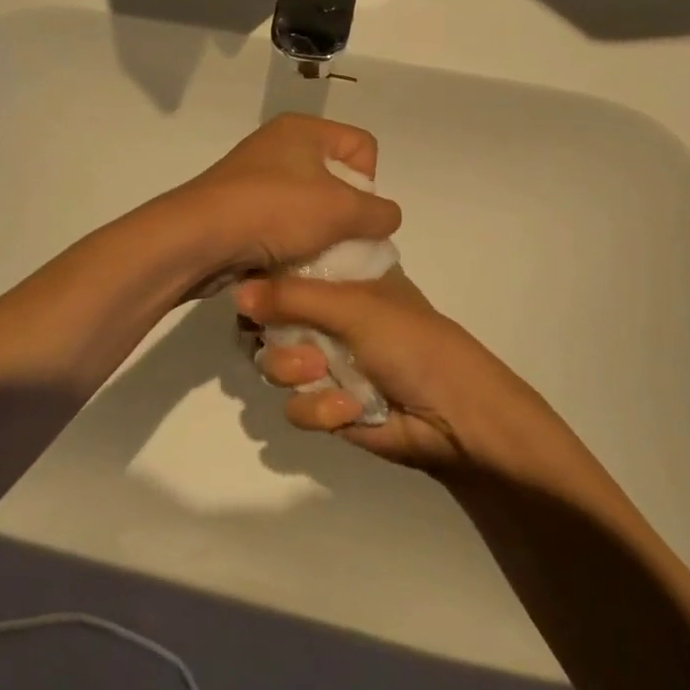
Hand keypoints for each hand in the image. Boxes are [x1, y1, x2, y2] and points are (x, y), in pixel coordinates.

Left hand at [158, 115, 402, 283]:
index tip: (352, 212)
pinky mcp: (240, 208)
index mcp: (303, 129)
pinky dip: (291, 243)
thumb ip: (380, 213)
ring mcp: (256, 178)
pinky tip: (288, 262)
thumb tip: (386, 218)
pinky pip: (283, 224)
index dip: (368, 182)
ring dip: (319, 234)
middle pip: (337, 178)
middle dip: (345, 214)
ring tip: (312, 257)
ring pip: (311, 206)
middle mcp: (279, 145)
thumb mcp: (341, 211)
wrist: (197, 240)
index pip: (362, 146)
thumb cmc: (273, 212)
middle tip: (336, 240)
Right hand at [234, 269, 559, 474]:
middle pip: (269, 321)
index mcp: (342, 281)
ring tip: (321, 375)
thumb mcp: (354, 307)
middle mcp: (330, 317)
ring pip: (275, 365)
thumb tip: (235, 292)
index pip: (287, 270)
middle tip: (297, 342)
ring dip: (294, 372)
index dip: (264, 281)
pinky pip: (295, 407)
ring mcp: (327, 362)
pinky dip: (318, 409)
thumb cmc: (412, 343)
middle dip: (276, 336)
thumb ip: (293, 298)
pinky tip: (348, 410)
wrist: (454, 418)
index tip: (244, 288)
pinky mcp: (328, 407)